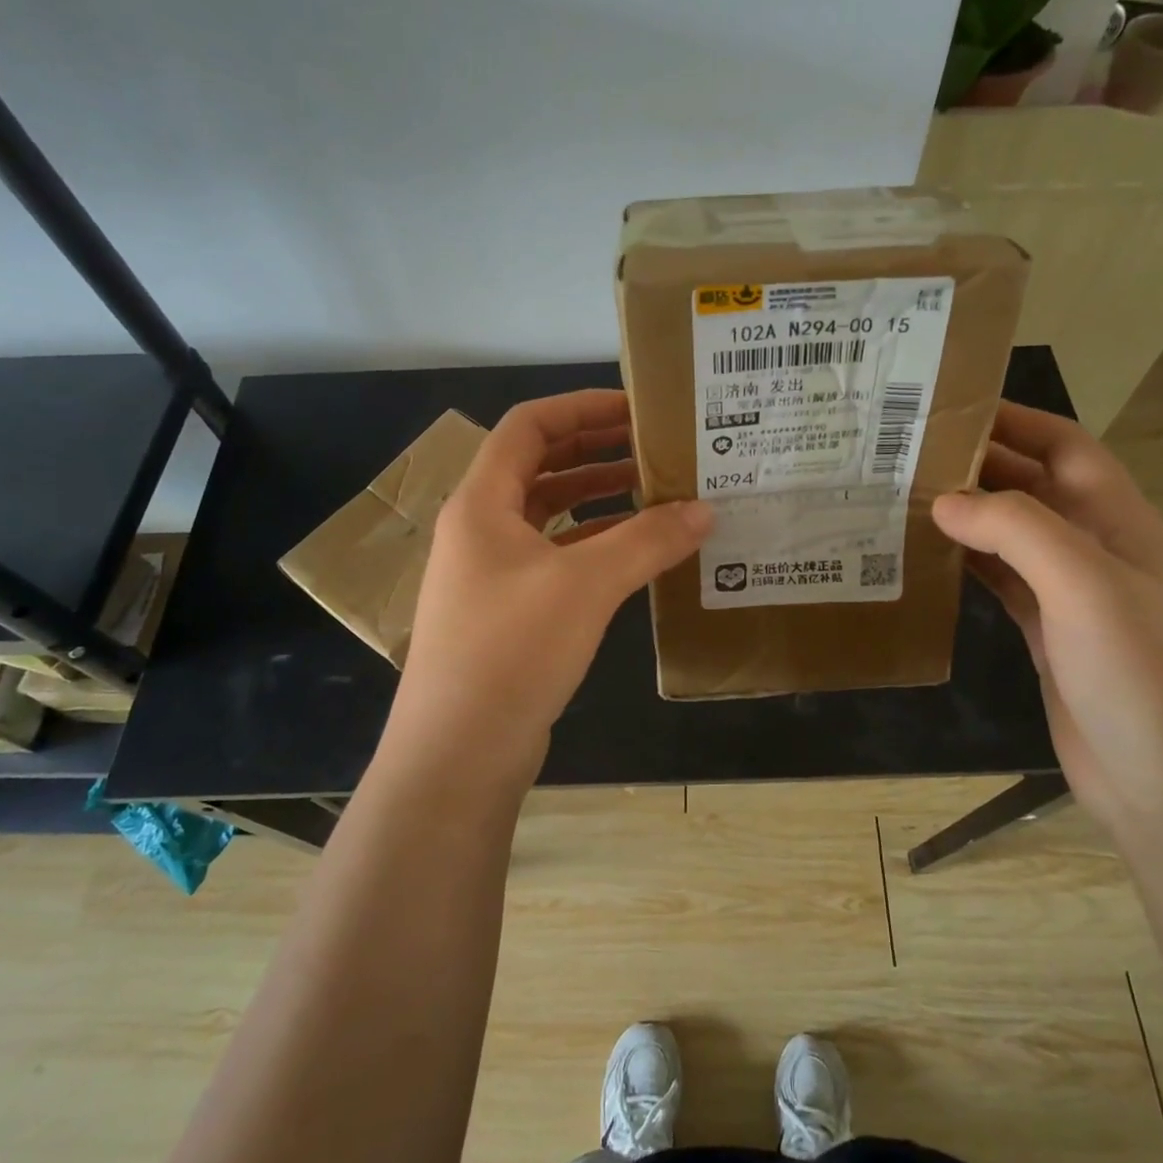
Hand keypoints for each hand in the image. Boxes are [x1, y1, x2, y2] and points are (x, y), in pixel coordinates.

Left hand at [389, 390, 711, 785]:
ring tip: (654, 493)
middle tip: (653, 447)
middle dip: (594, 450)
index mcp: (482, 502)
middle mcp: (480, 528)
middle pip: (538, 466)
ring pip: (547, 515)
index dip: (580, 407)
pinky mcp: (507, 611)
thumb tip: (705, 511)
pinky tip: (634, 553)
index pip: (528, 426)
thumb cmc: (511, 651)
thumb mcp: (585, 585)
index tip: (635, 409)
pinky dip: (592, 545)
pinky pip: (553, 558)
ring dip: (596, 498)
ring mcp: (490, 573)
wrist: (458, 755)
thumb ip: (647, 541)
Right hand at [932, 403, 1162, 830]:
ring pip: (1011, 535)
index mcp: (1119, 522)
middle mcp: (1095, 550)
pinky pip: (1000, 582)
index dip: (1015, 420)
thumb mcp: (1085, 586)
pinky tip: (926, 559)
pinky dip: (966, 564)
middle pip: (1032, 488)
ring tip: (903, 499)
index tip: (950, 408)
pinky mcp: (1047, 635)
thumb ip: (1017, 530)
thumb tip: (944, 499)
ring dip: (966, 515)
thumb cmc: (1142, 674)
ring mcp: (1071, 596)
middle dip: (978, 465)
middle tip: (906, 454)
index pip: (1065, 447)